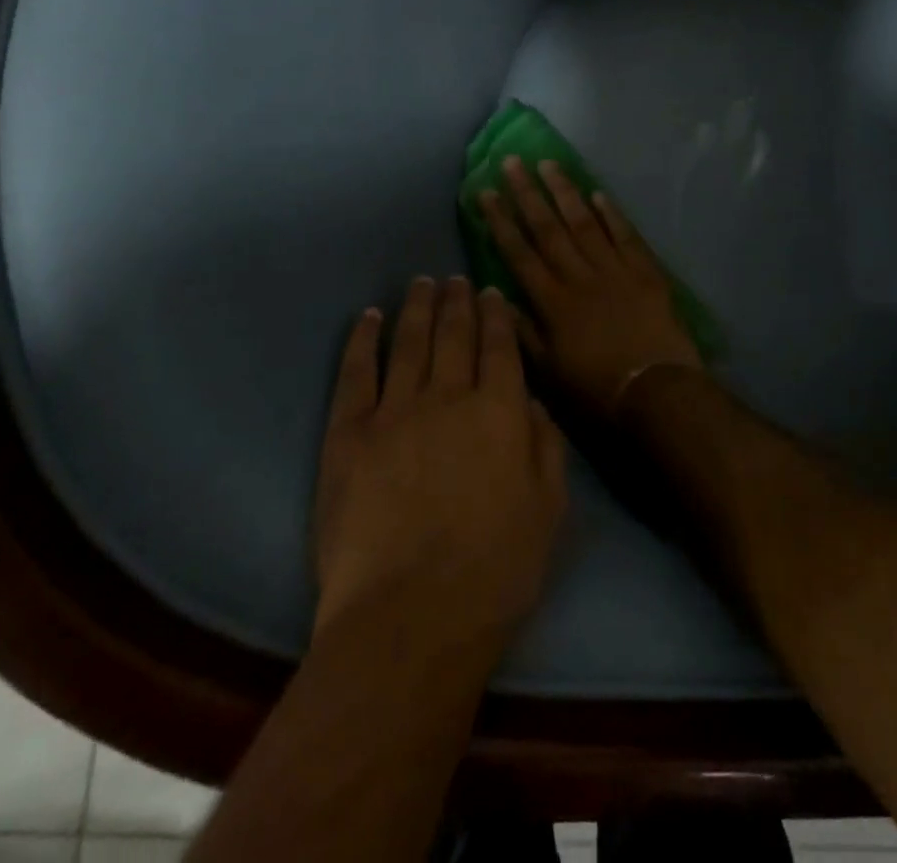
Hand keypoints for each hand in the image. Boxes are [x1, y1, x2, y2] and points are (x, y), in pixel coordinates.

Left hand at [312, 278, 565, 642]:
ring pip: (408, 343)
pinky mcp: (348, 436)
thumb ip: (545, 446)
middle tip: (455, 278)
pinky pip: (355, 374)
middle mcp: (448, 396)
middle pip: (453, 335)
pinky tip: (368, 318)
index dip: (495, 315)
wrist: (409, 618)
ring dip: (416, 308)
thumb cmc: (495, 570)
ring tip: (421, 283)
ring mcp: (394, 412)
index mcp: (500, 410)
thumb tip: (532, 401)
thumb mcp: (548, 509)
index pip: (499, 346)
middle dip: (456, 301)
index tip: (491, 291)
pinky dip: (362, 341)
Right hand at [478, 157, 705, 415]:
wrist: (656, 390)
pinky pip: (625, 235)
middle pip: (549, 228)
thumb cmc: (597, 388)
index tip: (486, 193)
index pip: (520, 253)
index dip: (501, 221)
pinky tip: (598, 193)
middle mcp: (580, 276)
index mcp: (553, 301)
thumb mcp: (549, 371)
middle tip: (512, 162)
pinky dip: (612, 213)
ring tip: (549, 164)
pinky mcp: (645, 271)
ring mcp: (614, 270)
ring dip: (565, 192)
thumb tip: (496, 295)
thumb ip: (522, 332)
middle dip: (528, 194)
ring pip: (584, 223)